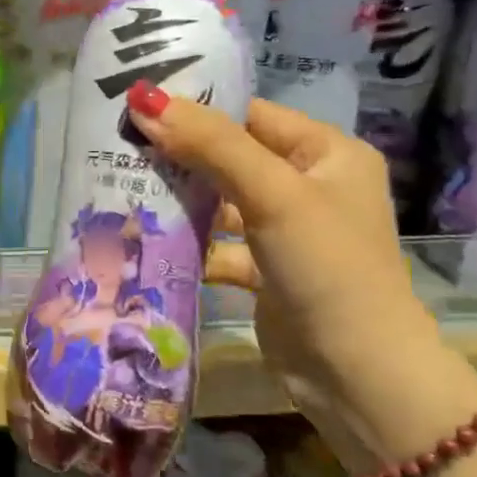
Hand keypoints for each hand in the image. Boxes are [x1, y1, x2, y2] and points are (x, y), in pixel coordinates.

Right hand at [124, 87, 440, 439]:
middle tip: (118, 145)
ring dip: (179, 201)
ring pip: (220, 203)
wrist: (358, 377)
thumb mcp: (272, 194)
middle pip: (230, 157)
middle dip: (178, 156)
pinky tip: (145, 239)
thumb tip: (144, 99)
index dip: (196, 108)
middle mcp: (309, 186)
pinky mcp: (266, 271)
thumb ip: (210, 144)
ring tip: (120, 187)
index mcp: (326, 154)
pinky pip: (218, 244)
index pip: (250, 115)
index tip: (137, 106)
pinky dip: (189, 244)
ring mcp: (287, 232)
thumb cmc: (327, 266)